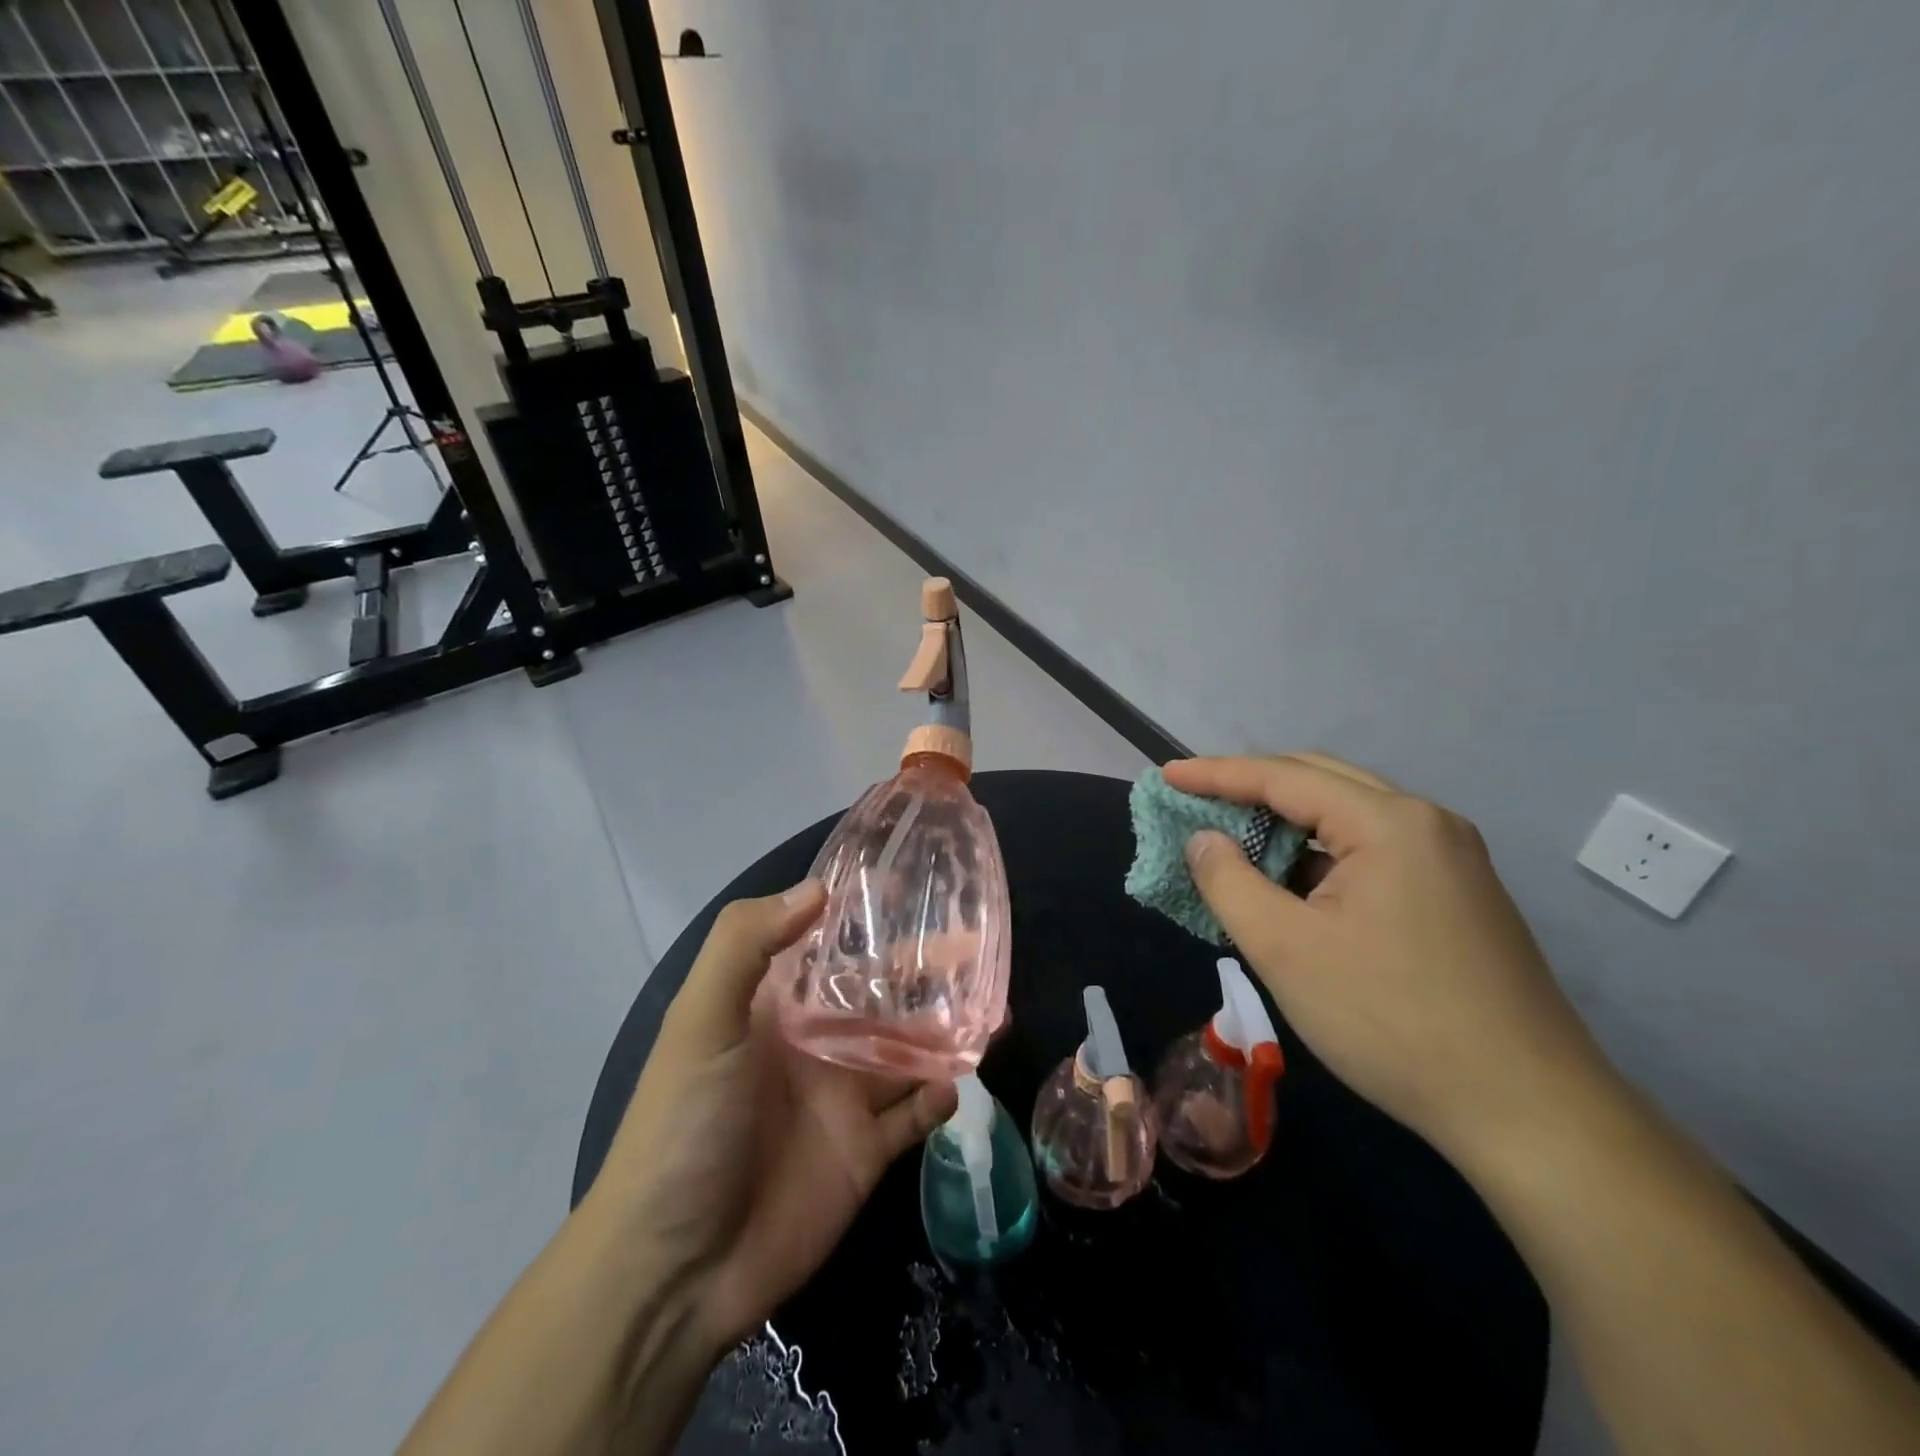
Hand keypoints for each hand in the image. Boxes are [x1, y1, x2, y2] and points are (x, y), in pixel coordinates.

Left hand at [589, 882, 957, 1353]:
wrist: (675, 1271)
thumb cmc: (684, 1127)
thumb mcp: (700, 1022)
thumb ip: (746, 945)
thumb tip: (818, 888)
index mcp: (777, 1006)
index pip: (831, 946)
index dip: (870, 917)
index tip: (919, 886)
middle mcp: (816, 1042)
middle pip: (882, 995)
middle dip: (926, 972)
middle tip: (980, 946)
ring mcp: (843, 1098)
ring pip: (909, 1050)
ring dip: (946, 1028)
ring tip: (995, 1008)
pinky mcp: (864, 1152)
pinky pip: (914, 1115)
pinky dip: (939, 1097)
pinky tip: (957, 1082)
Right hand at [1166, 753, 1617, 1165]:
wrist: (1530, 1113)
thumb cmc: (1392, 1021)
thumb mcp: (1285, 949)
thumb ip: (1229, 881)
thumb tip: (1205, 840)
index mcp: (1389, 823)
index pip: (1283, 777)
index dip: (1216, 774)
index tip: (1166, 775)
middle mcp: (1427, 823)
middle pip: (1321, 782)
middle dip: (1253, 787)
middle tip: (1198, 801)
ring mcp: (1452, 859)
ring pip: (1350, 817)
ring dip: (1289, 824)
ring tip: (1238, 844)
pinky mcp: (1460, 895)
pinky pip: (1374, 851)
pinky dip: (1323, 856)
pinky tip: (1297, 887)